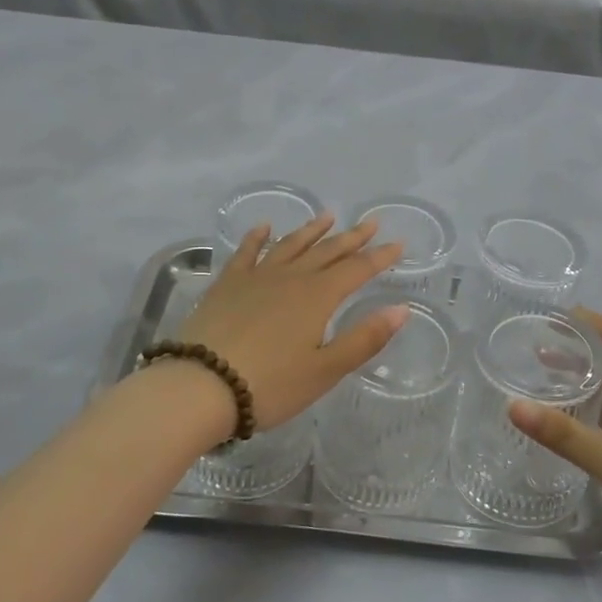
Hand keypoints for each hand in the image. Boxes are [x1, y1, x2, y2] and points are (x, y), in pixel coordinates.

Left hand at [176, 215, 407, 430]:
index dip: (379, 257)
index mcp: (318, 297)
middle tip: (370, 223)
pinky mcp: (227, 284)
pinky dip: (257, 237)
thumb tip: (401, 309)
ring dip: (311, 230)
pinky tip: (264, 227)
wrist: (201, 384)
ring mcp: (256, 277)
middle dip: (351, 237)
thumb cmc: (270, 385)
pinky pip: (247, 252)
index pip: (357, 269)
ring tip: (327, 216)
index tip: (397, 244)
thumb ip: (365, 338)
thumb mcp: (325, 370)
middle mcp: (290, 277)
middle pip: (327, 251)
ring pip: (290, 245)